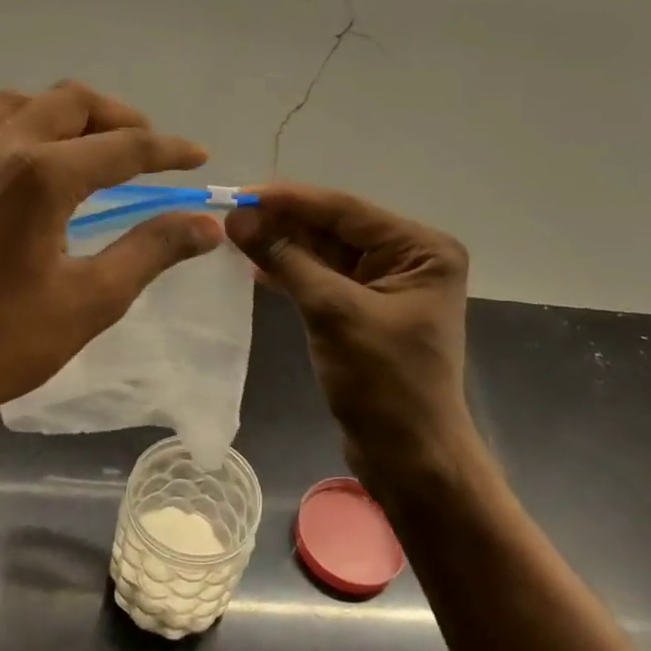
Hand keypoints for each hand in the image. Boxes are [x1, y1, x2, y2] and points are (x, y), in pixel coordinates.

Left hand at [0, 83, 224, 442]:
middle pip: (68, 104)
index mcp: (44, 176)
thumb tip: (206, 225)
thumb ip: (152, 250)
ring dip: (55, 112)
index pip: (124, 147)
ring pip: (9, 106)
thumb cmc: (4, 343)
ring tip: (85, 140)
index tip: (199, 159)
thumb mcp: (93, 300)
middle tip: (148, 147)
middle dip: (117, 116)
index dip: (168, 150)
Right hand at [226, 183, 471, 476]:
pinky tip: (255, 266)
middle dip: (283, 224)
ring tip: (233, 238)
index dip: (291, 200)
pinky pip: (324, 281)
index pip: (346, 210)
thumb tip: (237, 219)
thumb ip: (287, 260)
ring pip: (325, 254)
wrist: (409, 457)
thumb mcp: (333, 313)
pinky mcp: (366, 312)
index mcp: (421, 249)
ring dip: (283, 247)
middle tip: (229, 217)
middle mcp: (409, 259)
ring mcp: (387, 286)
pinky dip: (292, 274)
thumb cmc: (383, 383)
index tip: (241, 193)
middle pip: (335, 229)